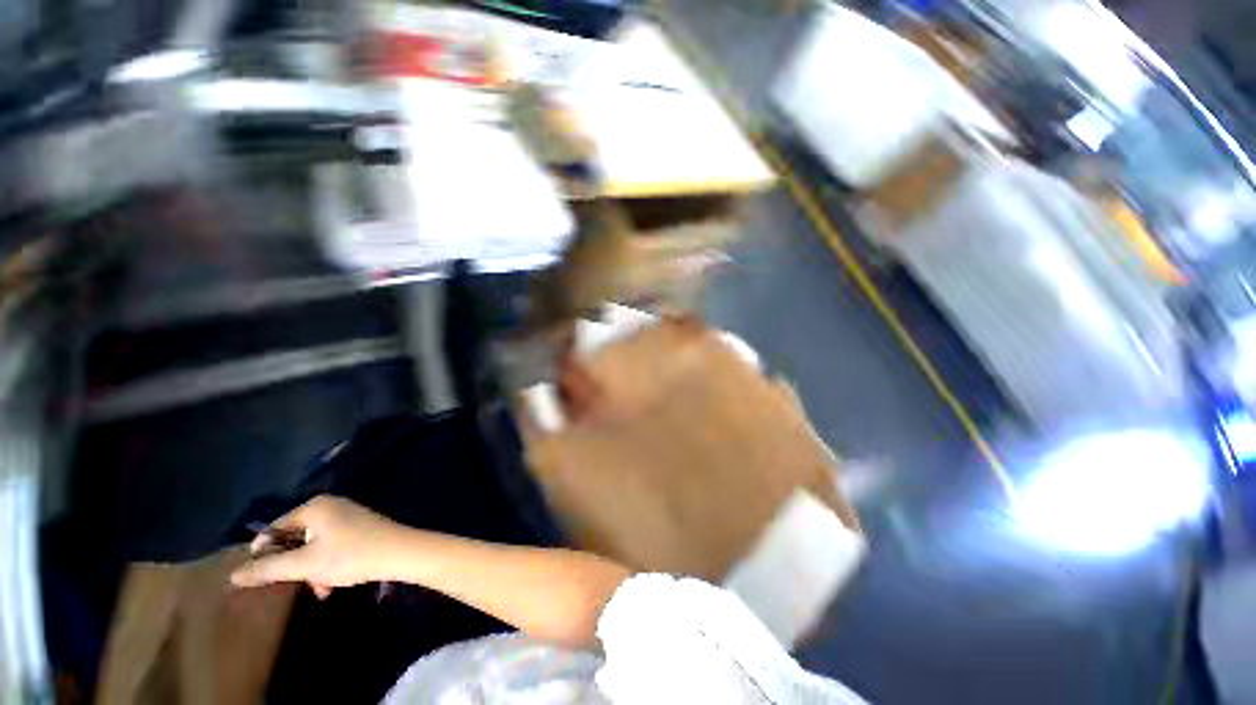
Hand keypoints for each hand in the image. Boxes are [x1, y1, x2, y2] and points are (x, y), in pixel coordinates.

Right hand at [230, 496, 403, 598]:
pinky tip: (332, 585)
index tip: (261, 577)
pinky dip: (328, 565)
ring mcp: (347, 515)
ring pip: (313, 547)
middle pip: (295, 539)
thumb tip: (233, 575)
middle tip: (299, 584)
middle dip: (295, 566)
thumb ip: (267, 569)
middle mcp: (331, 506)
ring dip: (312, 570)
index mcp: (315, 507)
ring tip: (322, 588)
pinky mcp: (359, 527)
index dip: (264, 553)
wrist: (400, 552)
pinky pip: (331, 546)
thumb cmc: (349, 556)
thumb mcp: (304, 565)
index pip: (274, 528)